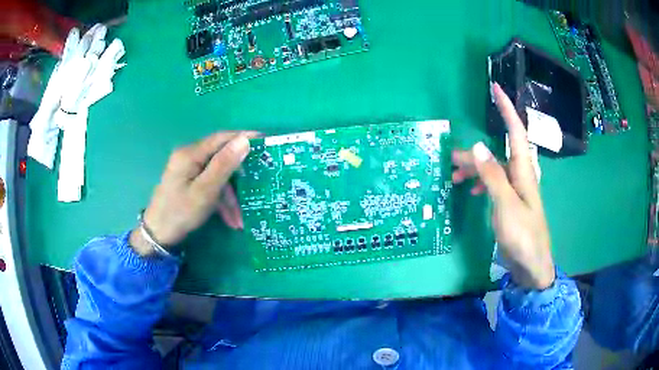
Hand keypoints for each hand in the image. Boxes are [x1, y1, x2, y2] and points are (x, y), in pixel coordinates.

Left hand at [130, 132, 253, 255]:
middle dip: (238, 178)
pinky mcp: (188, 182)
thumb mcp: (205, 191)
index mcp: (190, 154)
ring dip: (230, 197)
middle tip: (257, 186)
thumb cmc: (180, 212)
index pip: (221, 138)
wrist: (158, 235)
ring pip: (217, 177)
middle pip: (220, 159)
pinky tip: (229, 219)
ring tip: (239, 219)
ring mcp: (188, 170)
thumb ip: (224, 165)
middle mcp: (189, 157)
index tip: (266, 142)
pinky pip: (209, 186)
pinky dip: (220, 201)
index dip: (243, 137)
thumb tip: (244, 140)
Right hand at [452, 83, 554, 289]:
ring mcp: (515, 189)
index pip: (516, 131)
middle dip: (475, 152)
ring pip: (493, 168)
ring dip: (474, 168)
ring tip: (454, 175)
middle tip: (451, 157)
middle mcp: (520, 174)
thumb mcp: (505, 204)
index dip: (506, 108)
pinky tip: (472, 191)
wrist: (532, 264)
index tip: (496, 89)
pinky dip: (481, 182)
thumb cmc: (522, 234)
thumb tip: (477, 145)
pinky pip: (494, 184)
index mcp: (523, 170)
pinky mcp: (510, 202)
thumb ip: (492, 175)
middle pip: (497, 152)